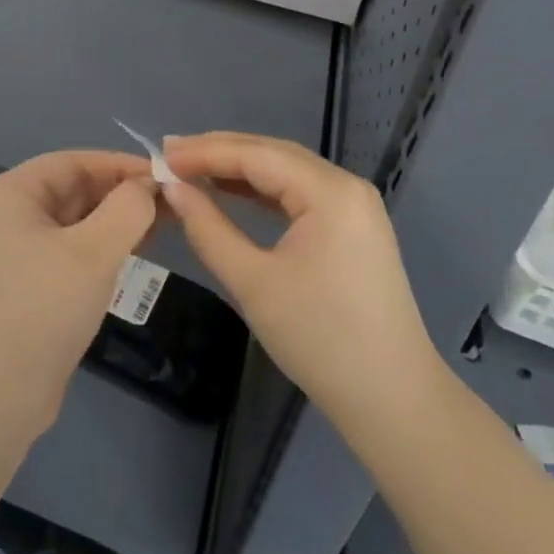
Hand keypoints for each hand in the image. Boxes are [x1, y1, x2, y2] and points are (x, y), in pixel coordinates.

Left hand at [0, 151, 156, 434]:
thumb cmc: (43, 309)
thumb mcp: (94, 252)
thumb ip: (128, 208)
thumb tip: (149, 186)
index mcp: (10, 193)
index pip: (74, 162)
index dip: (121, 165)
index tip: (166, 175)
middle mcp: (7, 214)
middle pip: (74, 188)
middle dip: (122, 194)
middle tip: (173, 203)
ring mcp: (13, 250)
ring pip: (75, 220)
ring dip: (116, 220)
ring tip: (164, 224)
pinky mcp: (25, 283)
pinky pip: (69, 248)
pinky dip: (101, 246)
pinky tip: (135, 251)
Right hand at [160, 132, 448, 444]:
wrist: (393, 402)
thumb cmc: (321, 340)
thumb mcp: (254, 283)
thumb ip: (208, 228)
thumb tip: (172, 188)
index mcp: (329, 191)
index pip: (256, 154)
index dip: (205, 151)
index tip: (160, 154)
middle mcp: (346, 184)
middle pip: (273, 153)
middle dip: (220, 152)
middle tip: (170, 155)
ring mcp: (354, 204)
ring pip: (286, 170)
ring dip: (239, 168)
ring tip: (191, 168)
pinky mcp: (353, 226)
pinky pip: (300, 192)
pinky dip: (263, 190)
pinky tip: (231, 192)